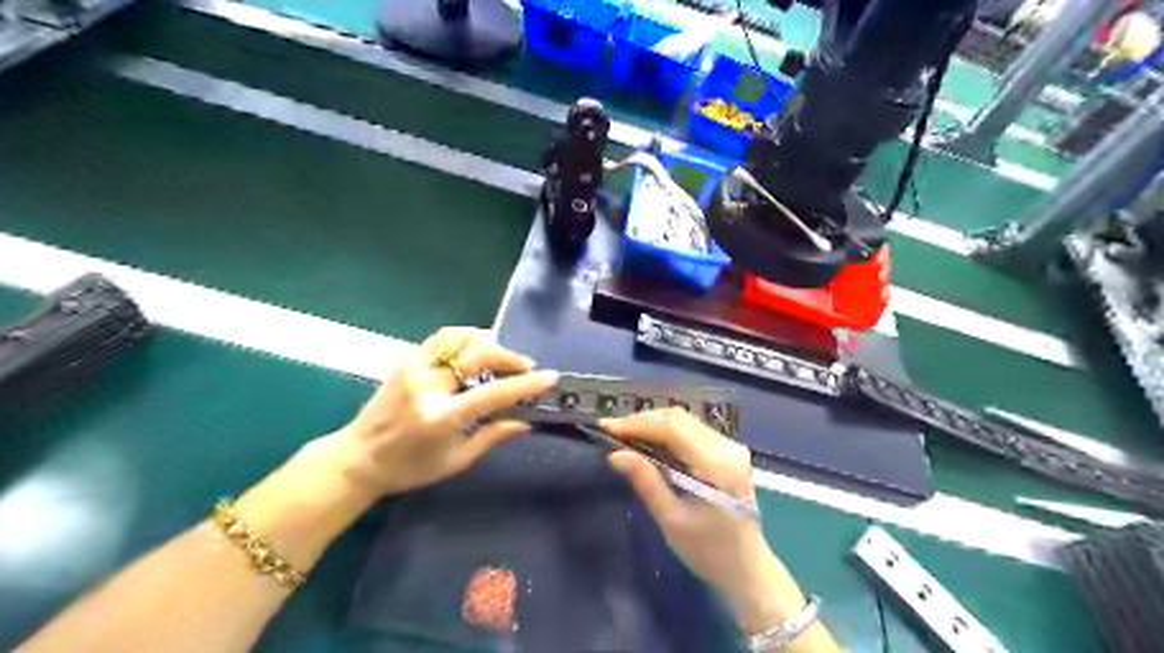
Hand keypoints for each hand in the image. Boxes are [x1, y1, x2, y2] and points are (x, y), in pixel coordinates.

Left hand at [330, 325, 560, 499]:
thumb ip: (492, 437)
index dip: (525, 384)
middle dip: (508, 356)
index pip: (493, 393)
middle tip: (524, 367)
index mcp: (441, 417)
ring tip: (500, 356)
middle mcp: (427, 386)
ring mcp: (413, 367)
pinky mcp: (405, 360)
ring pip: (459, 336)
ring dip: (486, 341)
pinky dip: (465, 338)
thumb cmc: (409, 469)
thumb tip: (525, 421)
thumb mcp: (455, 461)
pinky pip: (442, 338)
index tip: (549, 377)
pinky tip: (475, 349)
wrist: (357, 458)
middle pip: (477, 353)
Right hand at [604, 410, 805, 634]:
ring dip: (652, 425)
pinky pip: (691, 431)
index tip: (606, 427)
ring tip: (623, 436)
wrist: (747, 568)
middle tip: (610, 432)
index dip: (638, 423)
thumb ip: (646, 481)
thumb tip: (615, 454)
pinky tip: (647, 443)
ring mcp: (730, 447)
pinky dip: (665, 433)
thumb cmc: (709, 551)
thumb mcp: (672, 520)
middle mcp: (728, 447)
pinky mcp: (727, 451)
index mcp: (718, 464)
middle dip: (642, 422)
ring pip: (684, 421)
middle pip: (678, 419)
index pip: (673, 428)